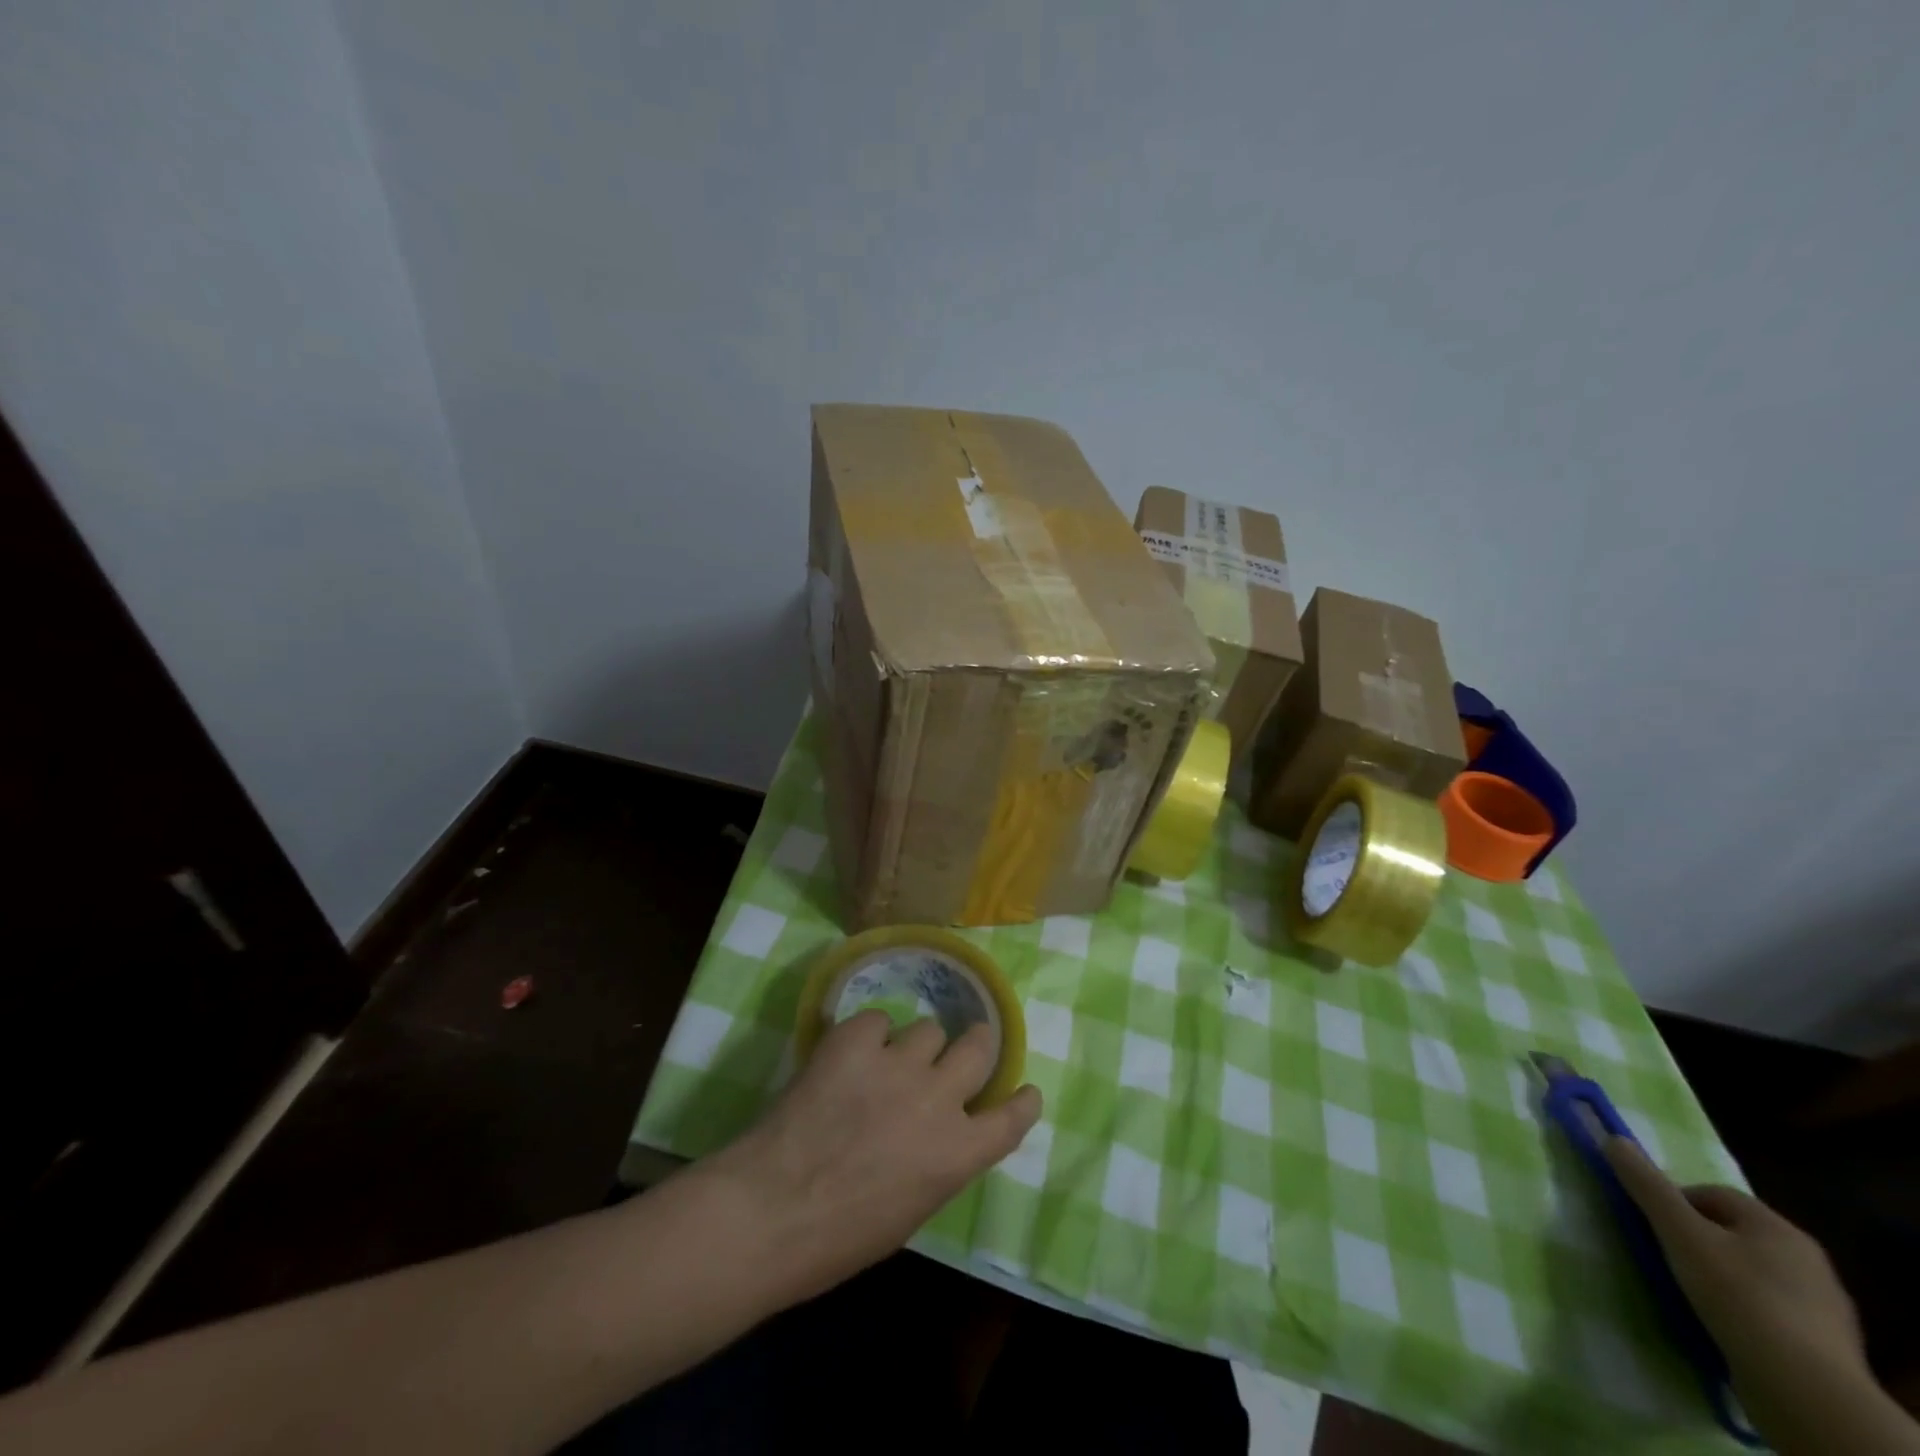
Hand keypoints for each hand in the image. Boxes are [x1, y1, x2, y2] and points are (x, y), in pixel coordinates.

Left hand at [709, 1012, 1042, 1302]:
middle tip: (960, 1047)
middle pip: (979, 1045)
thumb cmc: (837, 1240)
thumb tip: (934, 1134)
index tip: (1024, 1090)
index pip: (1011, 1118)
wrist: (770, 1212)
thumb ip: (936, 1163)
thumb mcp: (909, 1212)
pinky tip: (848, 1056)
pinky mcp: (856, 1040)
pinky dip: (867, 1037)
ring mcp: (898, 1063)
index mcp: (958, 1154)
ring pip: (928, 1029)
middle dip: (975, 1044)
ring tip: (886, 1062)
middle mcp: (939, 1099)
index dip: (1022, 1101)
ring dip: (915, 1046)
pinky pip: (877, 1020)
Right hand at [1605, 1137, 1860, 1389]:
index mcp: (1779, 1228)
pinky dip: (1741, 1311)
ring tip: (1690, 1294)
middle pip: (1733, 1233)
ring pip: (1751, 1273)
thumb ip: (1646, 1185)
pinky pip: (1768, 1311)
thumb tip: (1614, 1139)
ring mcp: (1821, 1308)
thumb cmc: (1738, 1296)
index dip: (1675, 1202)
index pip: (1714, 1194)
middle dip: (1697, 1240)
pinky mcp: (1822, 1346)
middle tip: (1666, 1256)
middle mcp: (1808, 1260)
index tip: (1652, 1225)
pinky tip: (1722, 1326)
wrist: (1807, 1393)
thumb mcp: (1680, 1234)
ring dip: (1719, 1277)